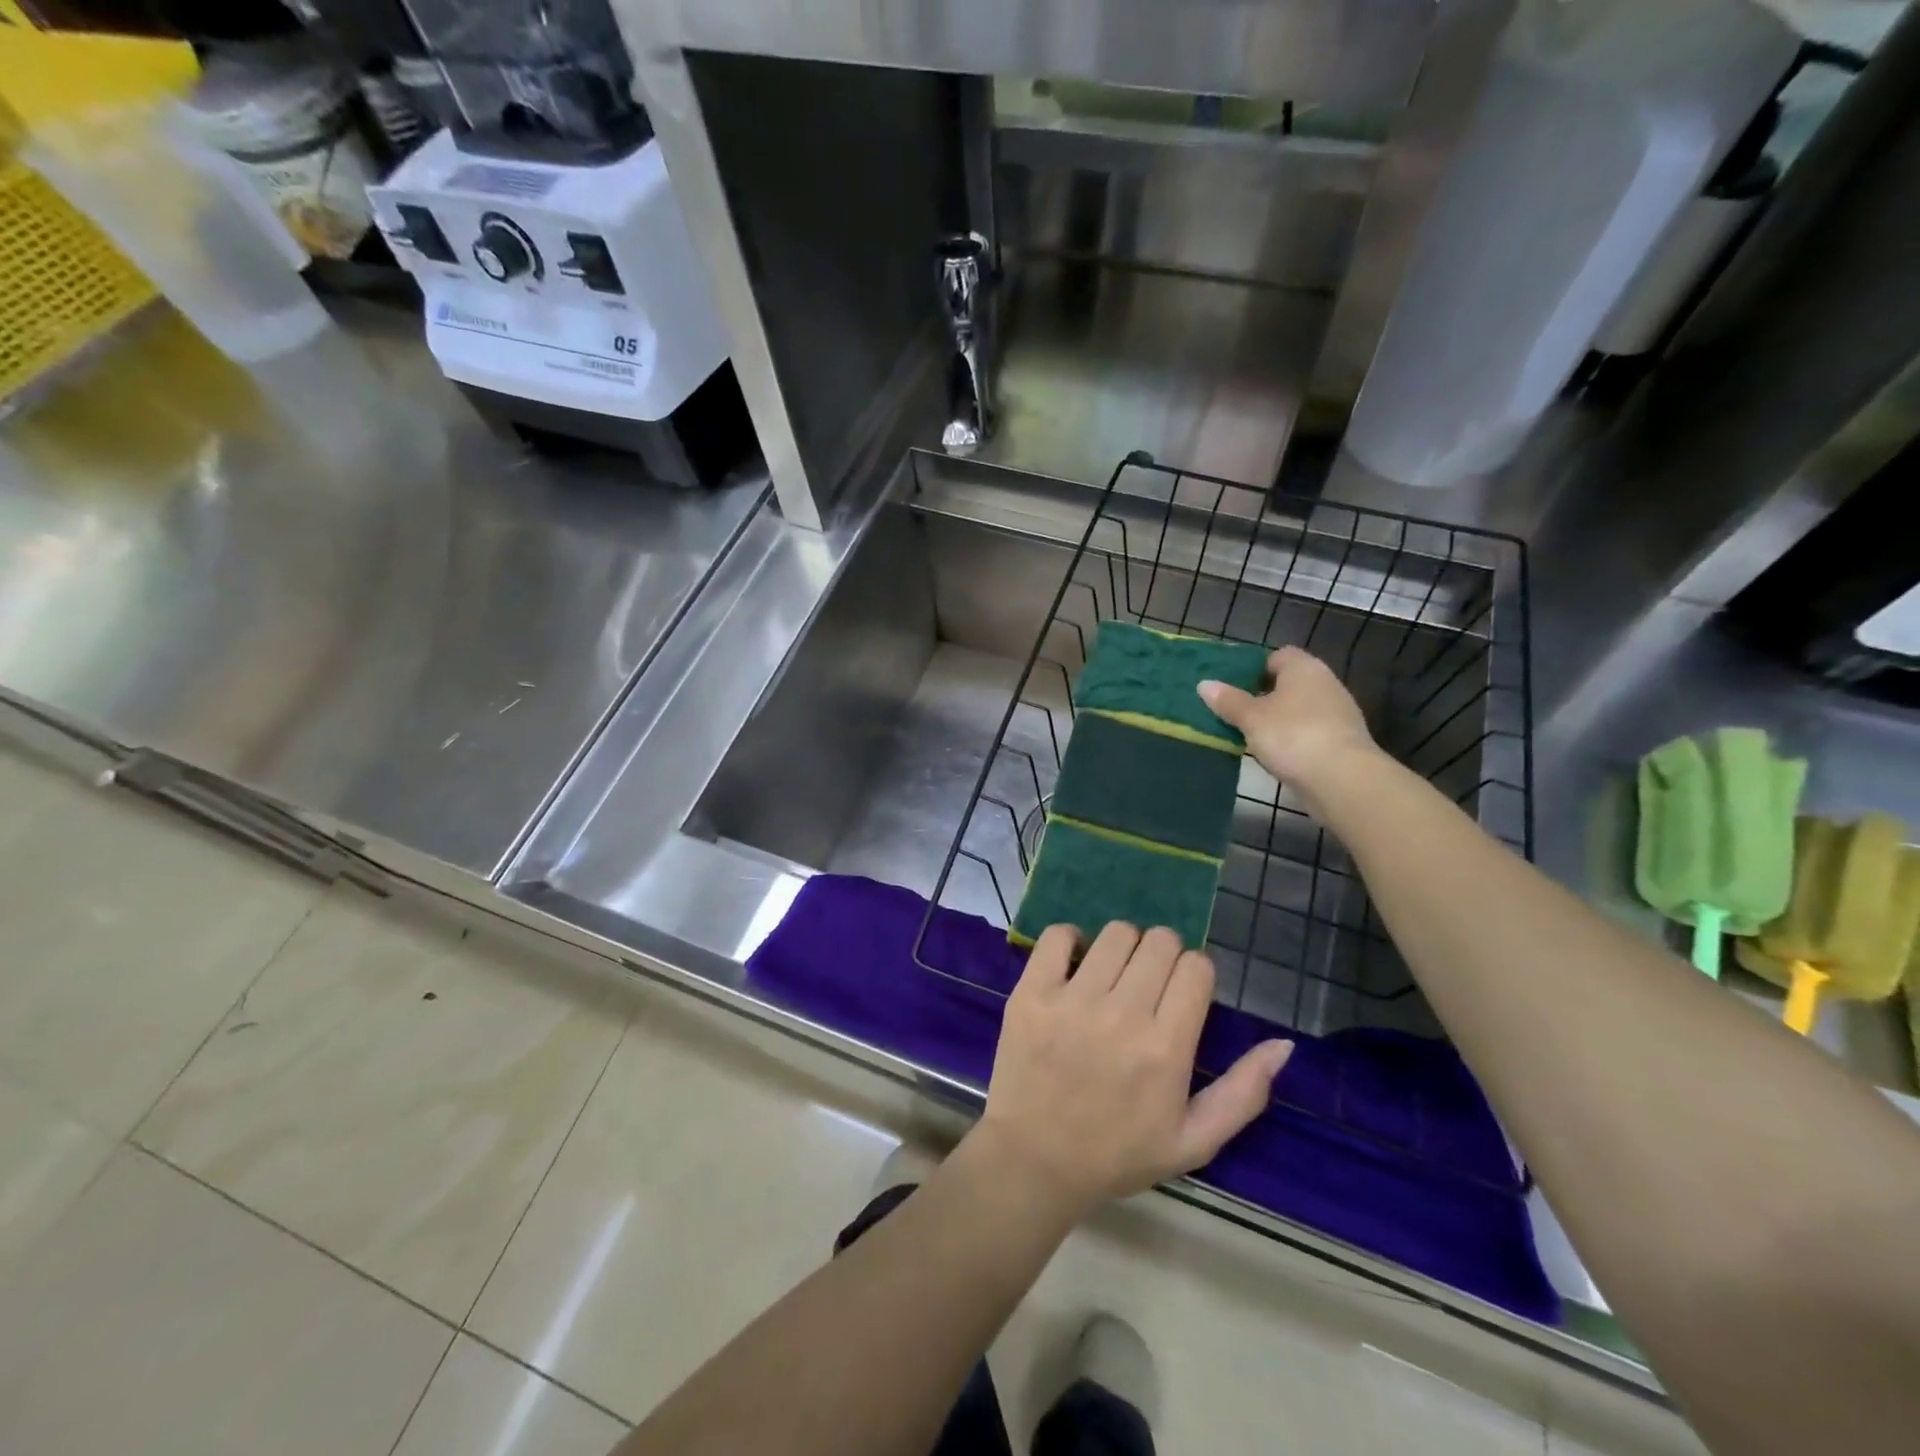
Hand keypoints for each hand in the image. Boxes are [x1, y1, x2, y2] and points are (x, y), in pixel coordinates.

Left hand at [975, 923, 1292, 1217]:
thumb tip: (1284, 1044)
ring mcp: (1072, 1000)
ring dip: (1123, 947)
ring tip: (1113, 976)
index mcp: (1166, 1048)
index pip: (1196, 967)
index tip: (1182, 993)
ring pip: (1116, 933)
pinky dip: (1070, 940)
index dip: (1195, 974)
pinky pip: (1057, 935)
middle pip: (1160, 941)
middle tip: (1148, 985)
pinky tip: (1075, 964)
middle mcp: (1122, 1015)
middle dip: (1163, 955)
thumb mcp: (1194, 1141)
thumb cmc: (1118, 1153)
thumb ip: (1244, 1093)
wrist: (1035, 1161)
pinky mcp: (1032, 992)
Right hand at [1199, 646, 1378, 793]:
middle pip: (1289, 683)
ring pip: (1299, 708)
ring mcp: (1337, 712)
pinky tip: (1276, 754)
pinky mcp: (1342, 740)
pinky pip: (1310, 730)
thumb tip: (1204, 684)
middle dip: (1263, 695)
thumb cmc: (1291, 736)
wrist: (1342, 779)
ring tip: (1250, 735)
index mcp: (1304, 668)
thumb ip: (1228, 701)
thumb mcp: (1251, 718)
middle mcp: (1325, 683)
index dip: (1255, 668)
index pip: (1278, 656)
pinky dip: (1293, 738)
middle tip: (1236, 712)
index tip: (1233, 687)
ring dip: (1278, 719)